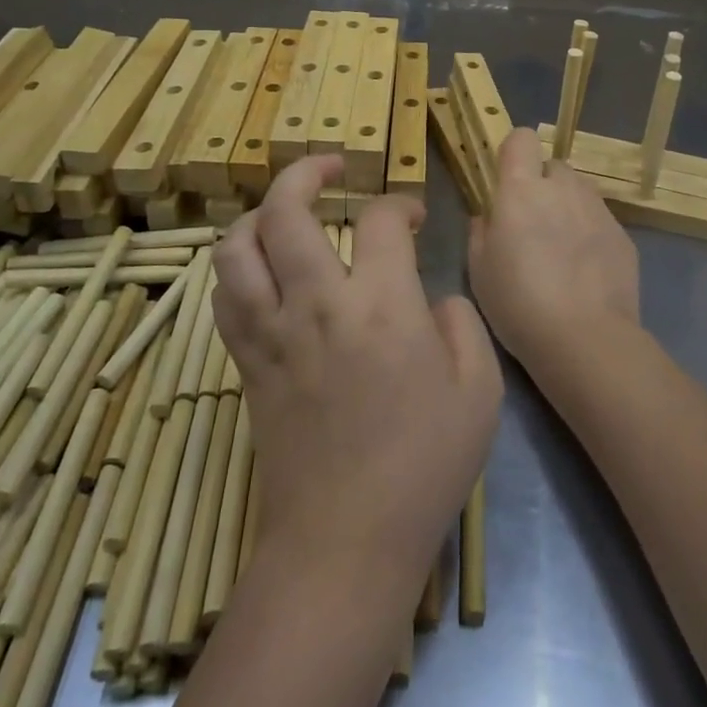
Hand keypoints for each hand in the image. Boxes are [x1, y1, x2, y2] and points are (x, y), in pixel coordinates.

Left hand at [212, 156, 501, 593]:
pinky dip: (239, 267)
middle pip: (286, 209)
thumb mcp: (481, 390)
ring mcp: (272, 331)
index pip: (379, 218)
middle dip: (306, 170)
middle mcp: (318, 302)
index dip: (400, 204)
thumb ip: (461, 324)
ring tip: (285, 211)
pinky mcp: (247, 362)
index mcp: (382, 304)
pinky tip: (261, 268)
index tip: (413, 217)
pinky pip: (225, 296)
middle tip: (332, 165)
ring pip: (238, 246)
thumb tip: (430, 299)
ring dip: (259, 214)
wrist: (345, 541)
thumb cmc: (424, 464)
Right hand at [469, 128, 641, 375]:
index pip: (521, 139)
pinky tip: (585, 272)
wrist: (585, 339)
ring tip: (561, 249)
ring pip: (579, 191)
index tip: (506, 181)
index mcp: (521, 189)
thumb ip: (480, 231)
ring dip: (567, 207)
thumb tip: (488, 215)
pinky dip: (590, 234)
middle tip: (533, 224)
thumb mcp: (479, 270)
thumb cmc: (518, 303)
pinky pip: (600, 220)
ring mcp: (598, 209)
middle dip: (542, 185)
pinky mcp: (623, 234)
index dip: (514, 153)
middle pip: (552, 166)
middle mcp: (563, 188)